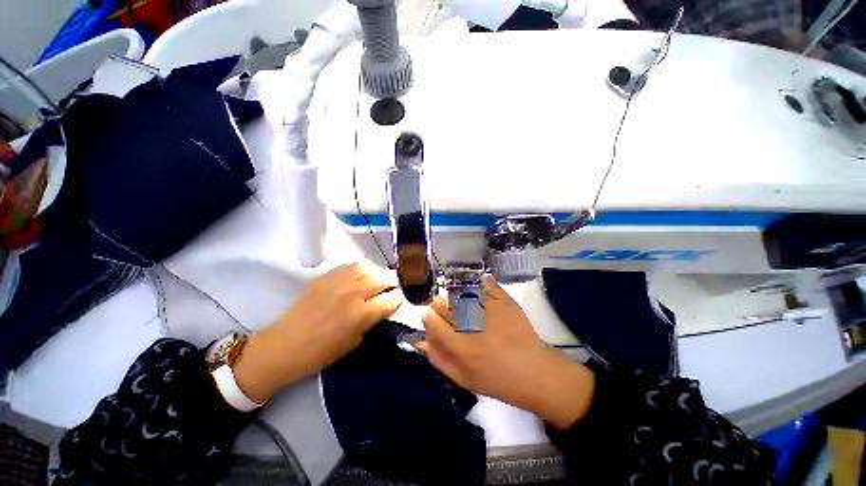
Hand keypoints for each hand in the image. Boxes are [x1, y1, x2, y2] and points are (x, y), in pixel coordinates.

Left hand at [233, 263, 401, 402]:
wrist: (284, 345)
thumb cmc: (321, 352)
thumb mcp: (354, 342)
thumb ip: (372, 322)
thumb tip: (383, 308)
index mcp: (361, 314)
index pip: (391, 299)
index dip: (399, 299)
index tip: (399, 301)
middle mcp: (353, 293)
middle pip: (383, 279)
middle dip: (392, 284)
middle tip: (391, 289)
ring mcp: (339, 281)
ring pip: (369, 268)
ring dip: (378, 273)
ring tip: (378, 280)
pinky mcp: (326, 276)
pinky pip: (351, 266)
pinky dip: (361, 269)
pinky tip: (361, 275)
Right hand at [418, 277, 594, 428]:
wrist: (535, 372)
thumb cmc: (498, 380)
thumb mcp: (464, 379)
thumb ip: (440, 360)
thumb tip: (422, 341)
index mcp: (462, 348)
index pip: (433, 322)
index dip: (428, 317)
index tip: (430, 316)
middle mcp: (473, 326)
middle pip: (445, 305)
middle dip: (439, 305)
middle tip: (445, 310)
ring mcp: (491, 311)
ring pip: (462, 293)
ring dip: (456, 295)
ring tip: (460, 303)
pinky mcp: (505, 302)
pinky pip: (486, 285)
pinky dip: (479, 284)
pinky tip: (476, 289)